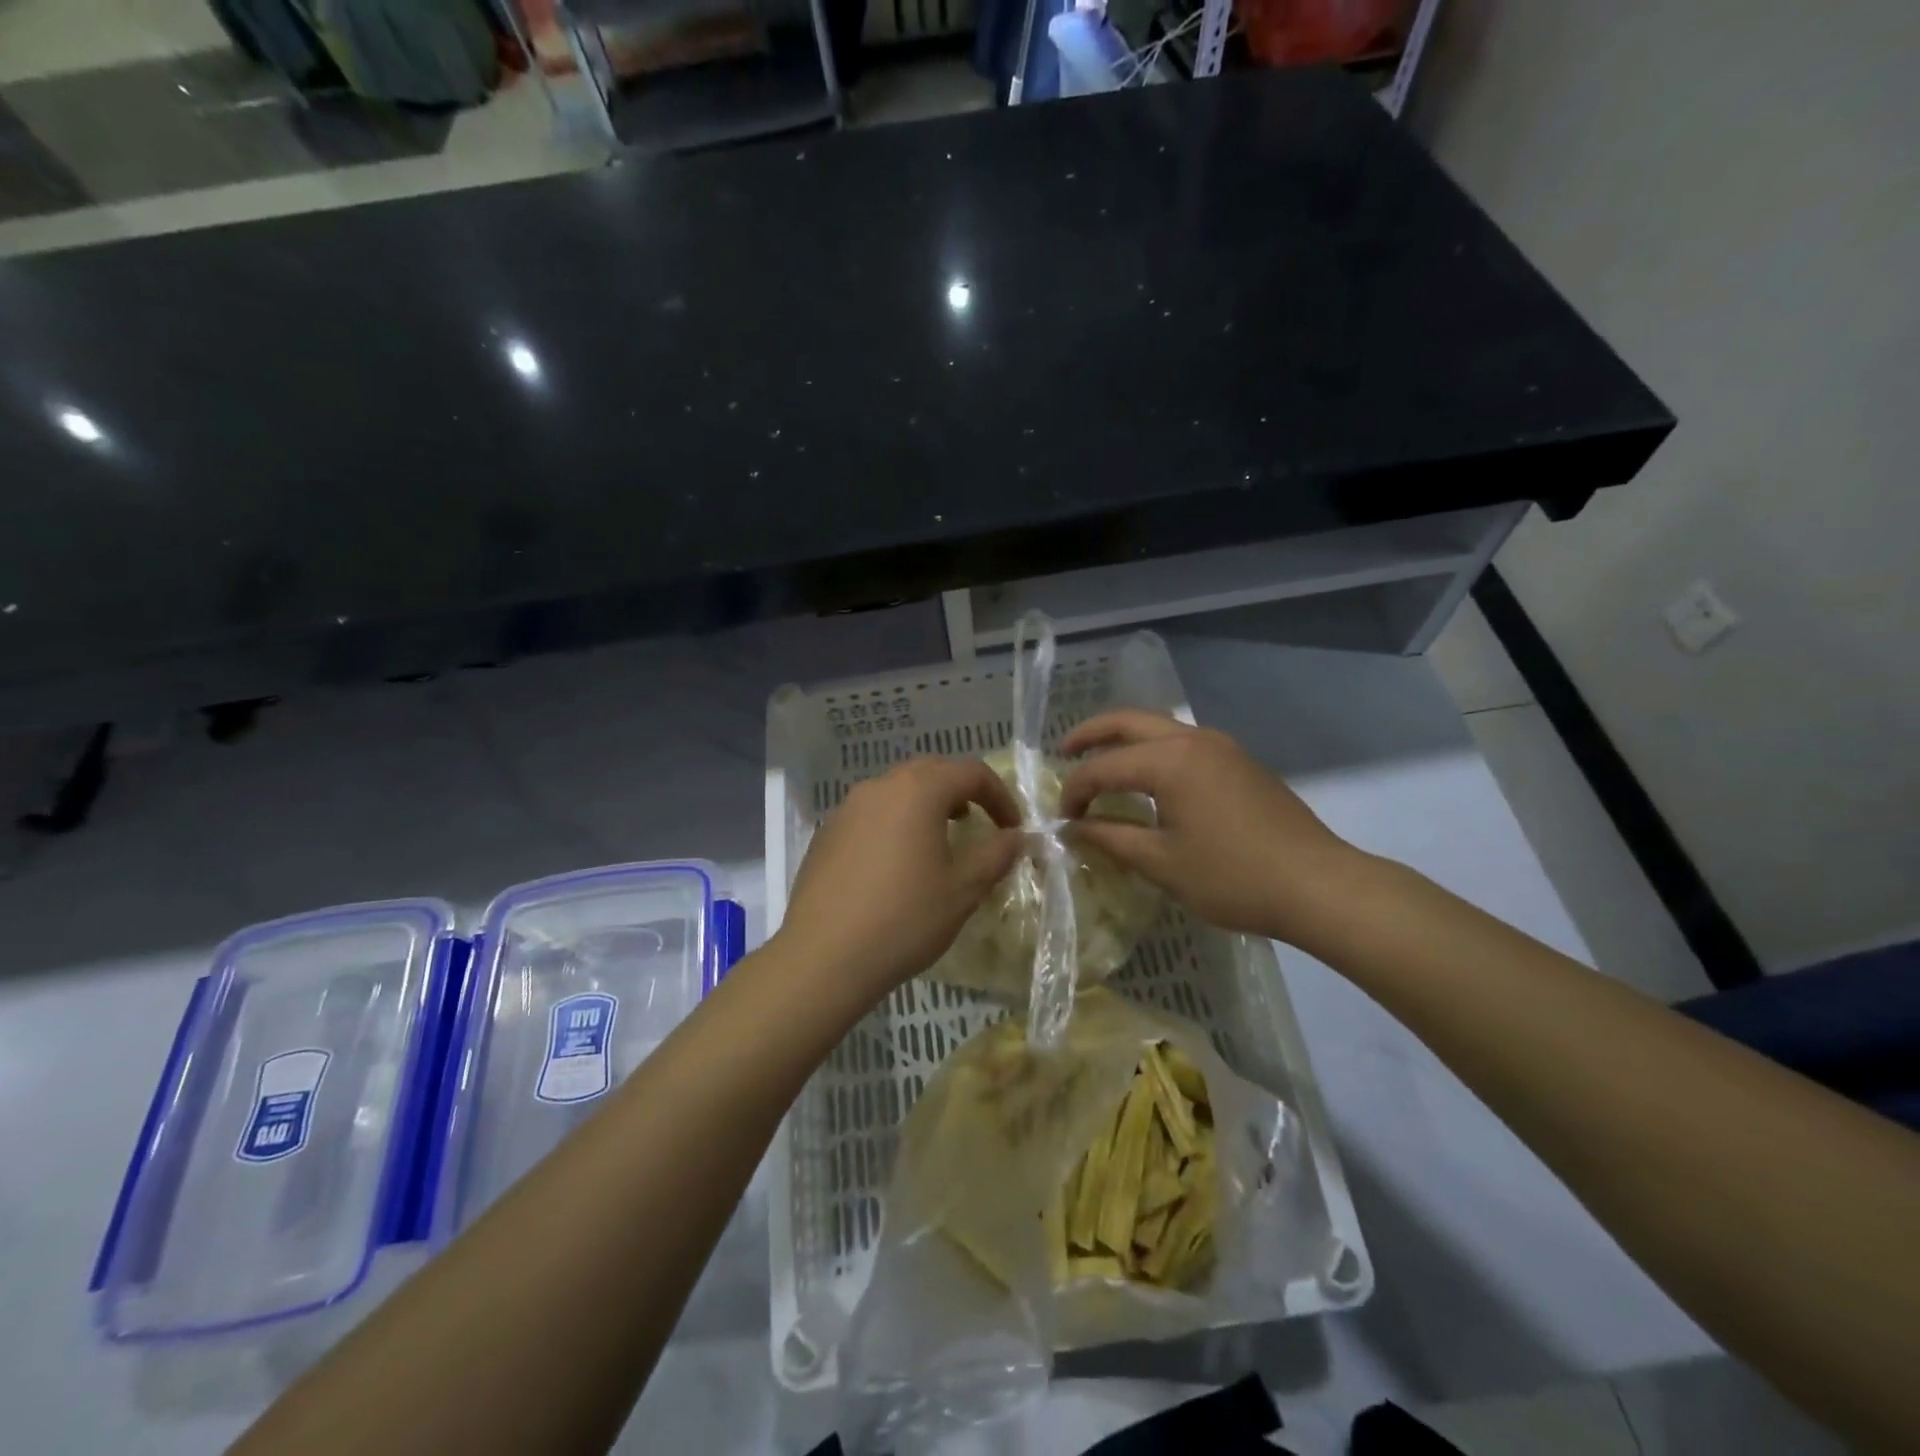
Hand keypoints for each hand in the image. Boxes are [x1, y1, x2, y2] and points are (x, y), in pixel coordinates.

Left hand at [776, 757, 1023, 1003]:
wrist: (824, 957)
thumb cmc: (904, 918)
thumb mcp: (963, 889)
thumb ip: (996, 854)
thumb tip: (1017, 836)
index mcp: (918, 790)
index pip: (970, 772)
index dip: (999, 795)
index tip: (1013, 828)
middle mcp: (880, 787)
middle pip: (931, 771)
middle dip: (961, 792)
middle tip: (978, 823)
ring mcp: (847, 808)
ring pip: (897, 790)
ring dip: (926, 805)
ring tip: (939, 842)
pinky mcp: (827, 833)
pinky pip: (871, 813)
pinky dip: (895, 823)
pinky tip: (897, 864)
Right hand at [1059, 711, 1366, 943]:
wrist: (1318, 884)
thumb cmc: (1233, 877)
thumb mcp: (1162, 863)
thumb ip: (1111, 837)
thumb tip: (1073, 828)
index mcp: (1169, 761)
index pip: (1103, 767)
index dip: (1075, 792)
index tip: (1063, 820)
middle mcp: (1192, 739)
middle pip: (1128, 721)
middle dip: (1091, 733)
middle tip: (1064, 751)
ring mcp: (1221, 746)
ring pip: (1158, 727)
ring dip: (1124, 738)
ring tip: (1101, 761)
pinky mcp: (1239, 761)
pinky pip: (1182, 741)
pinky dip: (1153, 749)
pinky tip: (1148, 778)